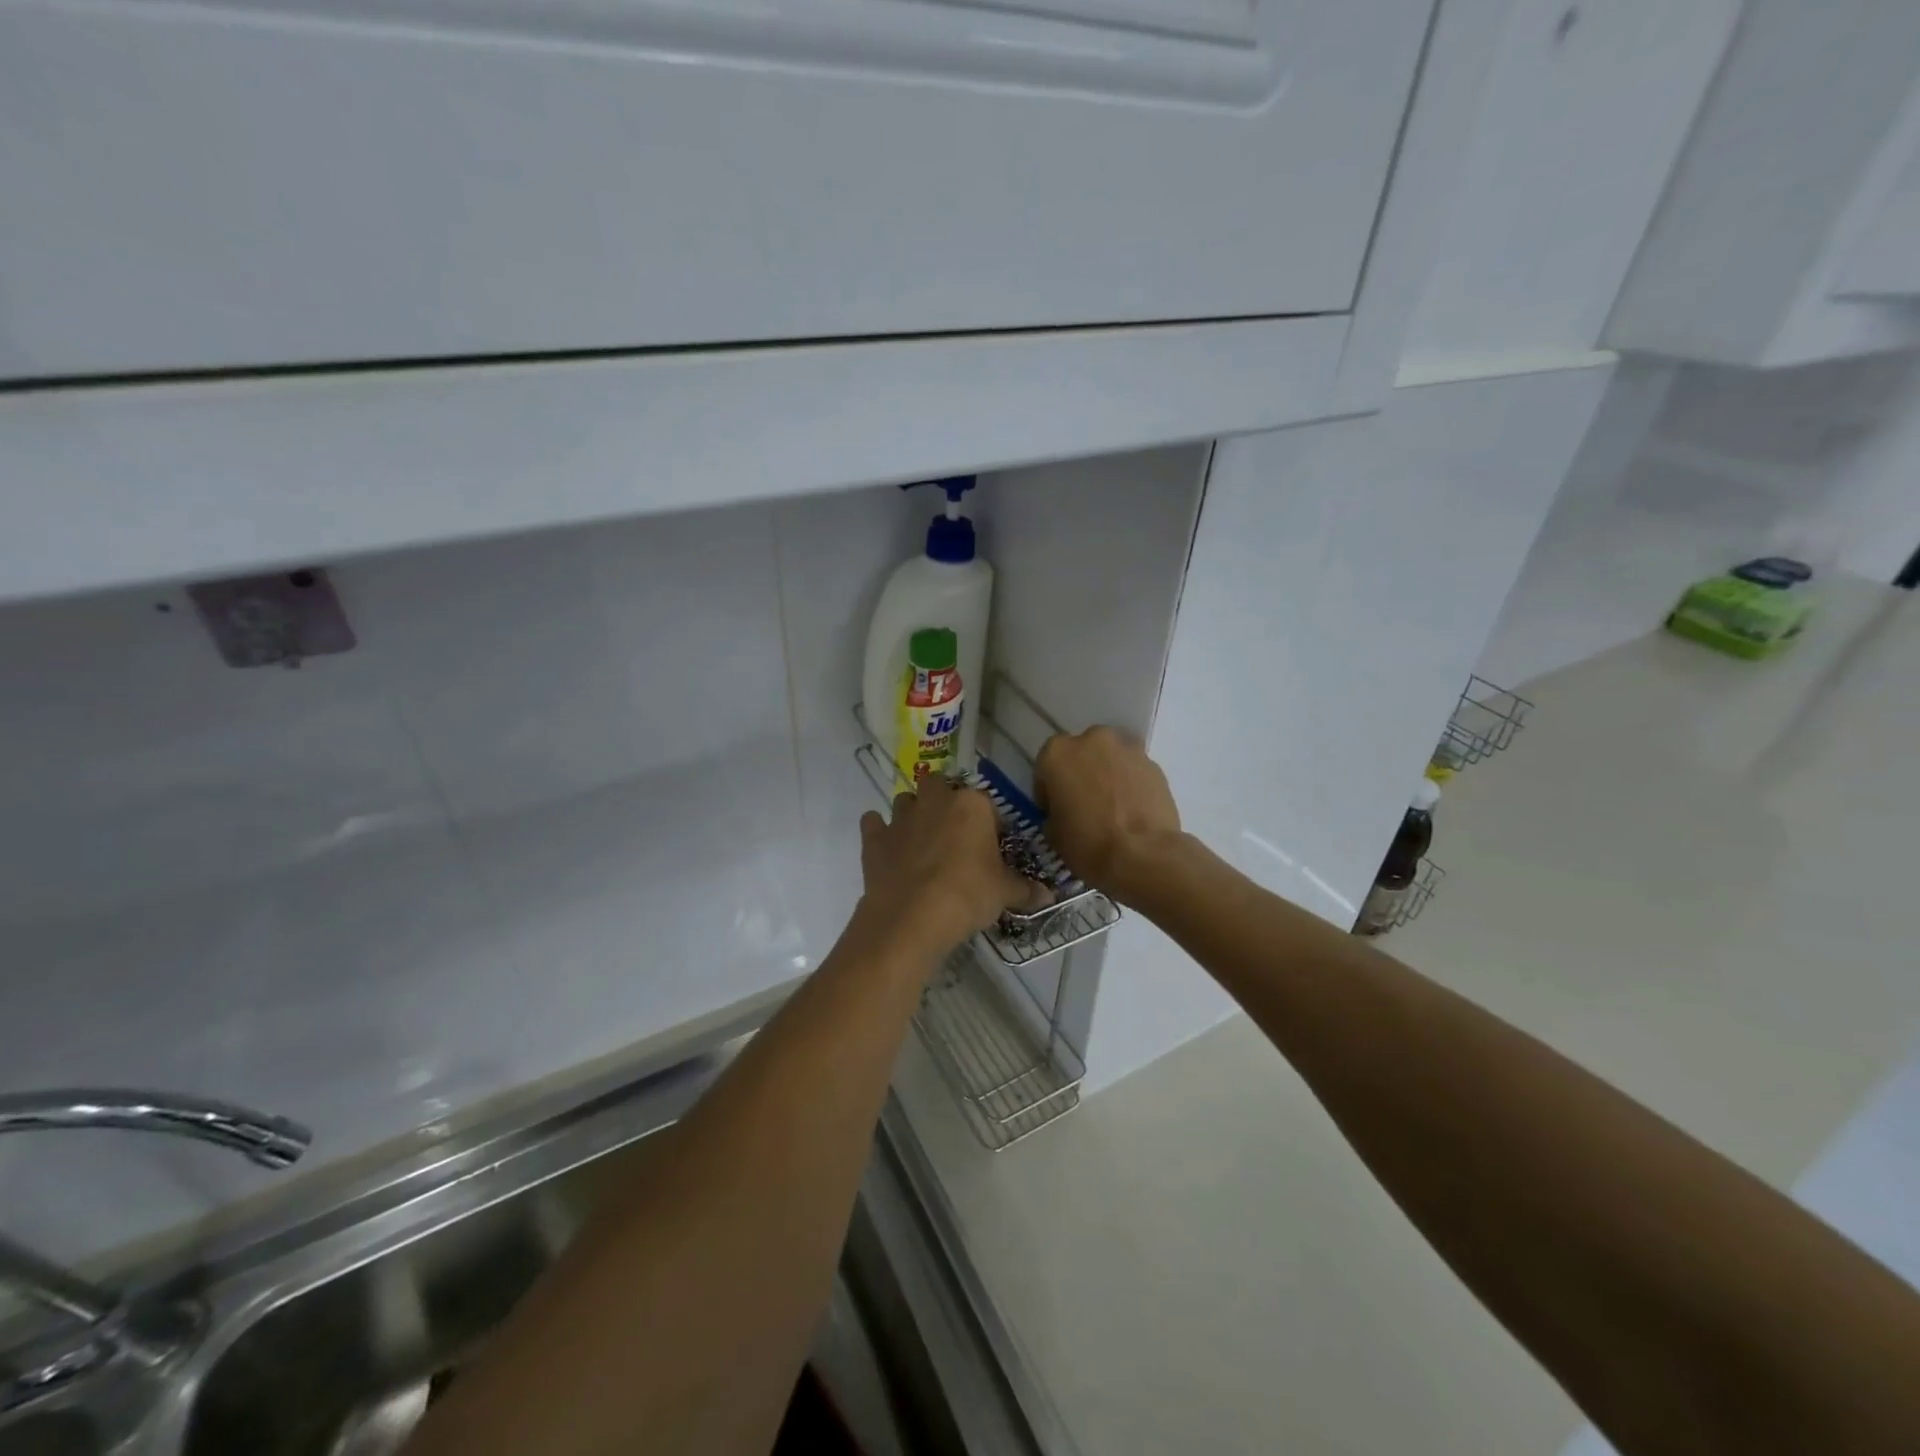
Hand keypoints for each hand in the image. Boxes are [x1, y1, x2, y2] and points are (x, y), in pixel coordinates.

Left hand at [856, 781, 1051, 961]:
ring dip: (911, 813)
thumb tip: (1049, 896)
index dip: (988, 823)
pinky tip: (887, 849)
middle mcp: (935, 801)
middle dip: (942, 801)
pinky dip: (878, 831)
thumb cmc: (968, 894)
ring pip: (904, 800)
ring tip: (920, 841)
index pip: (985, 803)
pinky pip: (873, 823)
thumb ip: (1026, 889)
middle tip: (952, 834)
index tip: (990, 846)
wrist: (912, 917)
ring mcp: (901, 817)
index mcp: (972, 805)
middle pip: (938, 784)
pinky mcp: (875, 838)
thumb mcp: (1005, 893)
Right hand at [1035, 727, 1184, 904]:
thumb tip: (1065, 811)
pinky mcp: (1155, 764)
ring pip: (1111, 757)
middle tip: (1085, 803)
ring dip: (1108, 773)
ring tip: (1113, 805)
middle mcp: (1092, 739)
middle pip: (1082, 752)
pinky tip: (1133, 809)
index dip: (1050, 790)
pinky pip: (1135, 770)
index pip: (1046, 767)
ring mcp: (1127, 749)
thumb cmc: (1087, 843)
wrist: (1142, 855)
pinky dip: (1132, 783)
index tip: (1056, 810)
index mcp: (1057, 752)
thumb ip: (1055, 810)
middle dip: (1082, 773)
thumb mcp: (1053, 833)